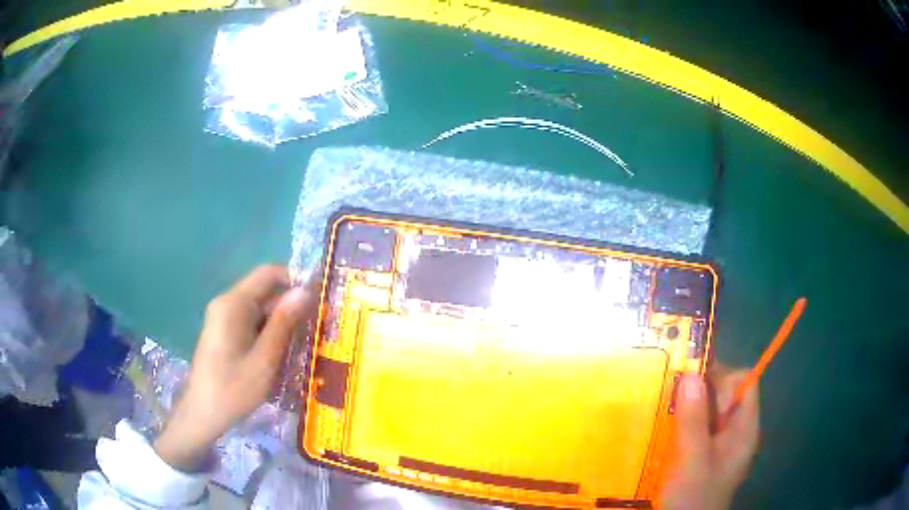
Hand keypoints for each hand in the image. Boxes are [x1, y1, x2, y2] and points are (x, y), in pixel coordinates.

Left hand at [153, 265, 312, 470]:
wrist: (202, 413)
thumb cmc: (233, 388)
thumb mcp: (265, 359)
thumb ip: (284, 323)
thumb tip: (305, 291)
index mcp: (234, 304)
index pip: (268, 274)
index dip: (295, 280)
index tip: (319, 299)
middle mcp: (227, 304)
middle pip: (264, 293)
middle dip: (290, 307)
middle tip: (318, 329)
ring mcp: (223, 319)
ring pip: (259, 311)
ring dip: (281, 324)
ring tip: (304, 346)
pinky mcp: (223, 333)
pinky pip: (251, 324)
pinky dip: (268, 334)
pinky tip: (282, 355)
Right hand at [661, 365, 759, 509]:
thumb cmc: (693, 497)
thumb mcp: (693, 460)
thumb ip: (694, 421)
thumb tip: (691, 374)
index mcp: (745, 429)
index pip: (744, 383)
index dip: (722, 377)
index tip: (693, 386)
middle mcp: (737, 432)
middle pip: (727, 395)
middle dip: (701, 391)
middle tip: (672, 399)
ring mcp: (721, 445)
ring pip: (710, 411)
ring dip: (689, 408)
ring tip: (665, 414)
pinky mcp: (705, 456)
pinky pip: (698, 428)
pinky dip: (684, 424)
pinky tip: (667, 433)